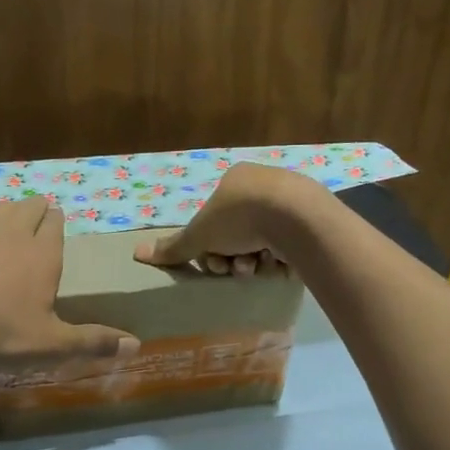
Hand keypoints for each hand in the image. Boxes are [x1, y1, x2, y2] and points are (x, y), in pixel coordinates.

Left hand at [0, 197, 137, 364]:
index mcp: (43, 252)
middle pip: (29, 207)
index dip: (57, 221)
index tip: (58, 223)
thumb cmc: (5, 335)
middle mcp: (13, 234)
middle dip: (37, 210)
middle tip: (40, 221)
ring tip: (13, 225)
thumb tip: (136, 346)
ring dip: (10, 213)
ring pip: (0, 209)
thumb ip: (94, 342)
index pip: (55, 222)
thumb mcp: (54, 343)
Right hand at [134, 163, 325, 274]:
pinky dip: (279, 259)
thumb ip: (174, 247)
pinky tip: (278, 264)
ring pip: (262, 241)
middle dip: (232, 257)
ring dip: (254, 261)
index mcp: (235, 180)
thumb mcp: (200, 234)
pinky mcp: (312, 220)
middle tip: (235, 269)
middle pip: (237, 234)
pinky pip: (288, 245)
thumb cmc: (241, 217)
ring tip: (257, 267)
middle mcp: (263, 185)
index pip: (214, 220)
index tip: (213, 263)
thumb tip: (137, 253)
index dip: (209, 247)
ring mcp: (290, 202)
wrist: (297, 217)